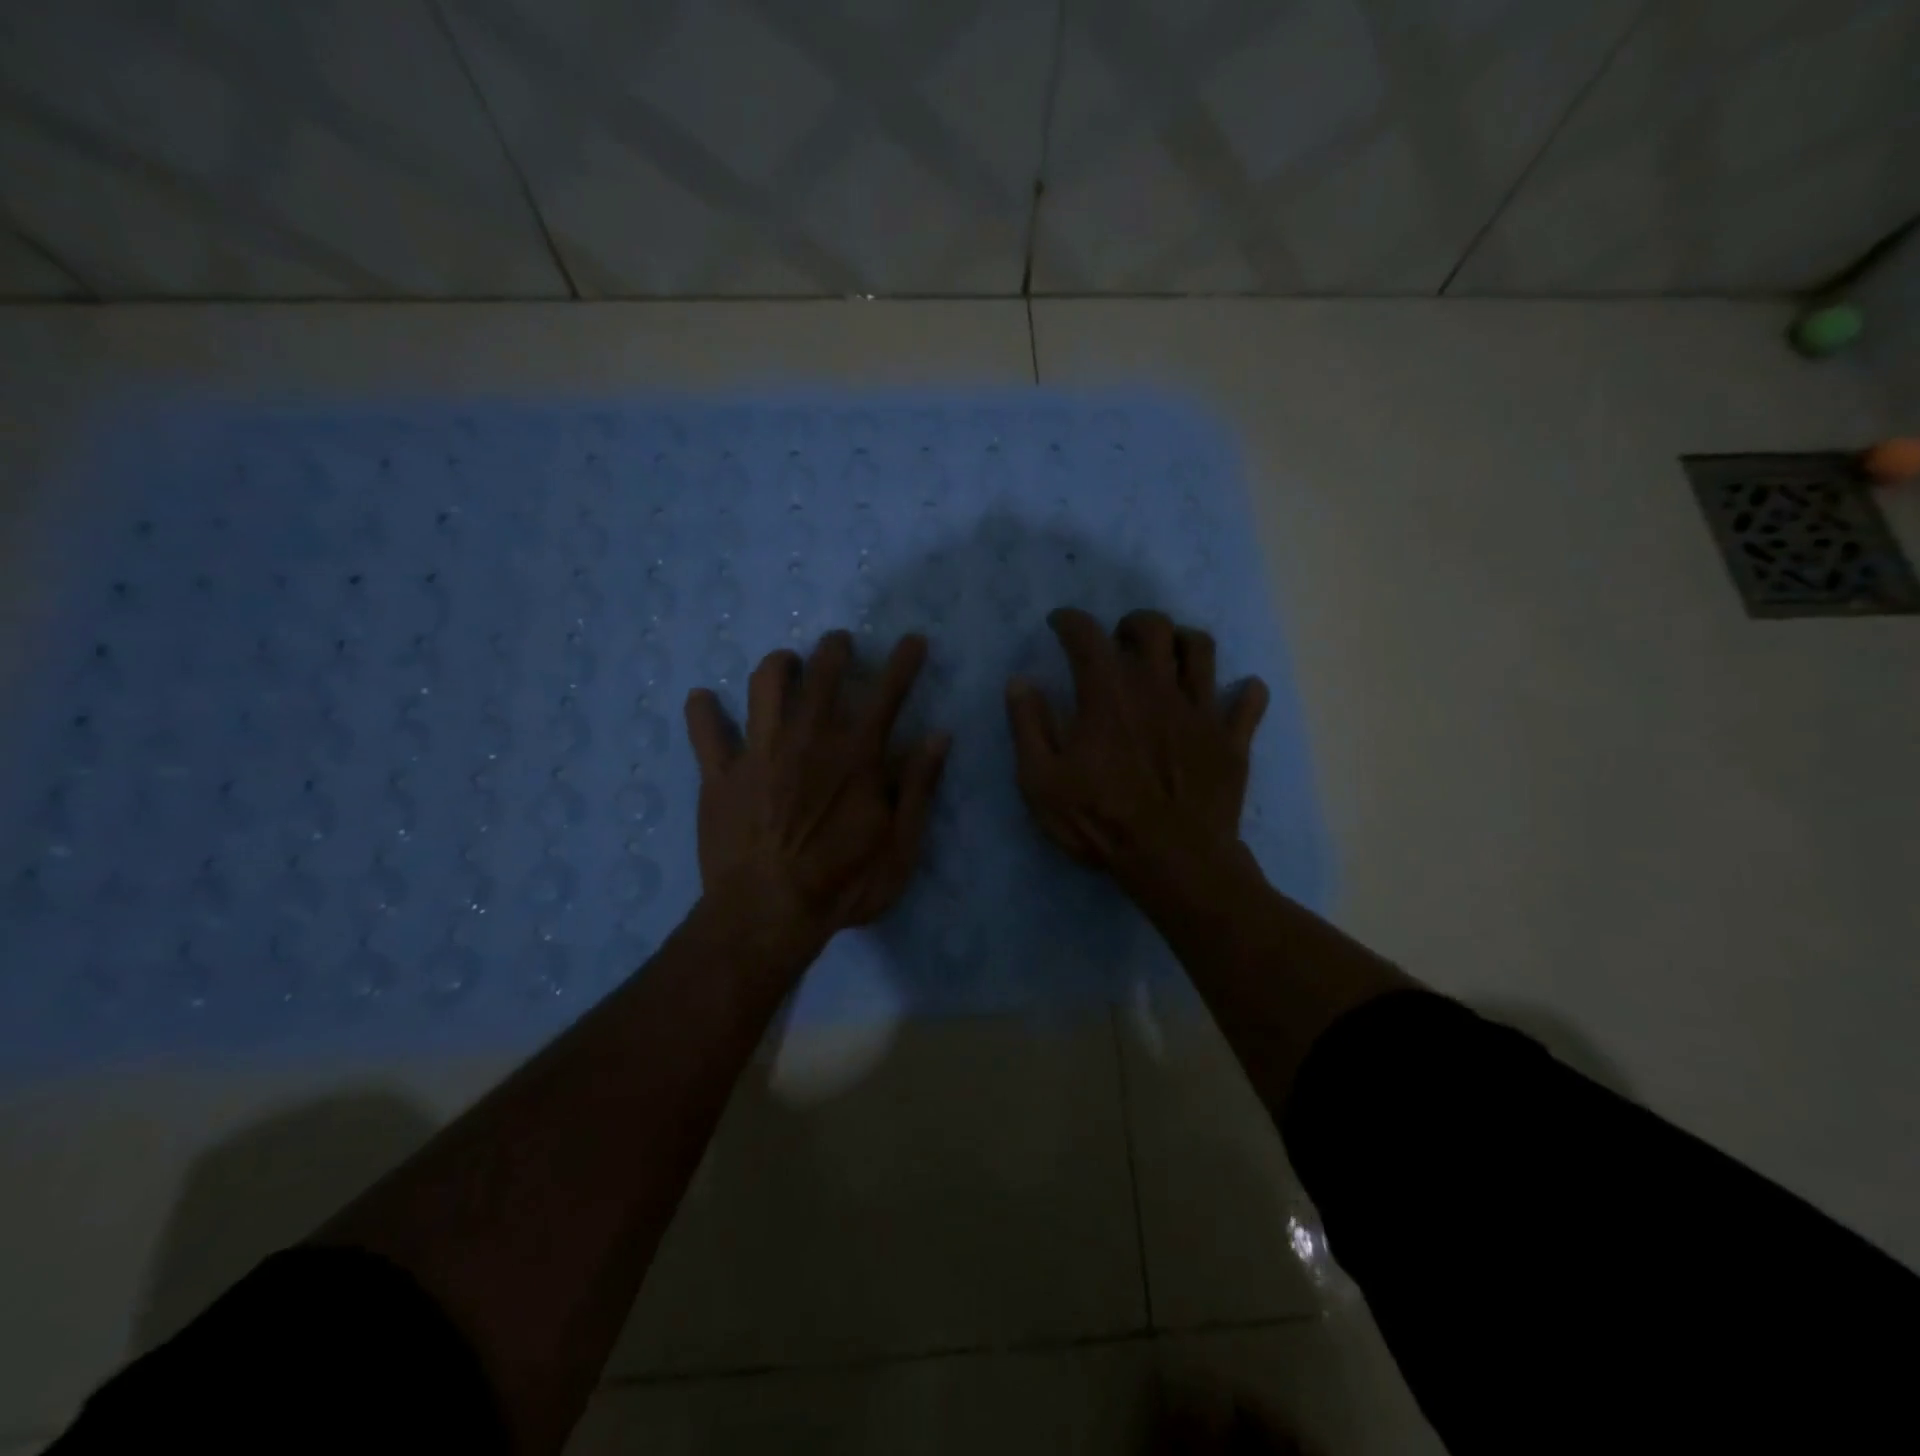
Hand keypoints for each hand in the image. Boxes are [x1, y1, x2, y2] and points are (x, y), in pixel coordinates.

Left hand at [684, 630, 948, 957]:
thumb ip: (918, 787)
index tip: (913, 639)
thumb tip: (938, 737)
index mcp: (856, 755)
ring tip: (786, 663)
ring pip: (765, 684)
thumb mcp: (899, 845)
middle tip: (840, 643)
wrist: (766, 914)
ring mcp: (759, 751)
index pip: (888, 694)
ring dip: (779, 664)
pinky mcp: (720, 773)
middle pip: (823, 673)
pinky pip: (705, 730)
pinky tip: (703, 700)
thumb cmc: (842, 885)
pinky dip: (703, 710)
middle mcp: (808, 738)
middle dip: (835, 649)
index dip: (904, 662)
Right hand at [1006, 608, 1267, 894]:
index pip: (1087, 637)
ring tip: (1169, 656)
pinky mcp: (1231, 739)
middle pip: (1154, 628)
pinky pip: (1248, 702)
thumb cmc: (1101, 821)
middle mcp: (1157, 688)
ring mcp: (1200, 711)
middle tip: (1120, 640)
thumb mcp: (1041, 781)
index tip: (1060, 623)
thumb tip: (1019, 682)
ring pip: (1201, 649)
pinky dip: (1244, 693)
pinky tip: (1238, 693)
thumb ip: (1028, 727)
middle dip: (1133, 623)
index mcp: (1108, 695)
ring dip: (1183, 641)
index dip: (1070, 622)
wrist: (1174, 861)